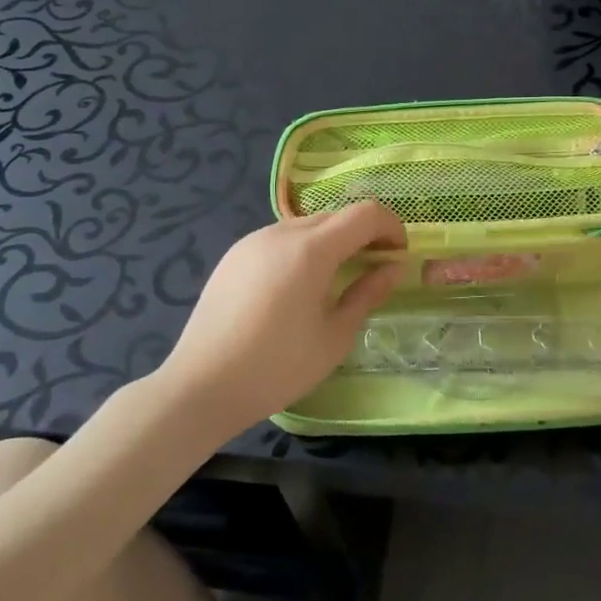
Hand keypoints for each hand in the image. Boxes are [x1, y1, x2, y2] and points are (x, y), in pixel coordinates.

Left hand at [165, 202, 407, 429]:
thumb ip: (367, 293)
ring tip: (336, 280)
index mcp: (311, 249)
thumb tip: (393, 268)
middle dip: (363, 235)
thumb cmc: (277, 366)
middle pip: (335, 217)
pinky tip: (297, 288)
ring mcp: (252, 241)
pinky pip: (280, 240)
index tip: (399, 255)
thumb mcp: (335, 336)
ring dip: (332, 242)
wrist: (201, 387)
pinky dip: (302, 251)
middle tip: (374, 269)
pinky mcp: (233, 256)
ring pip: (306, 227)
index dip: (390, 227)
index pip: (364, 214)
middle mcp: (281, 233)